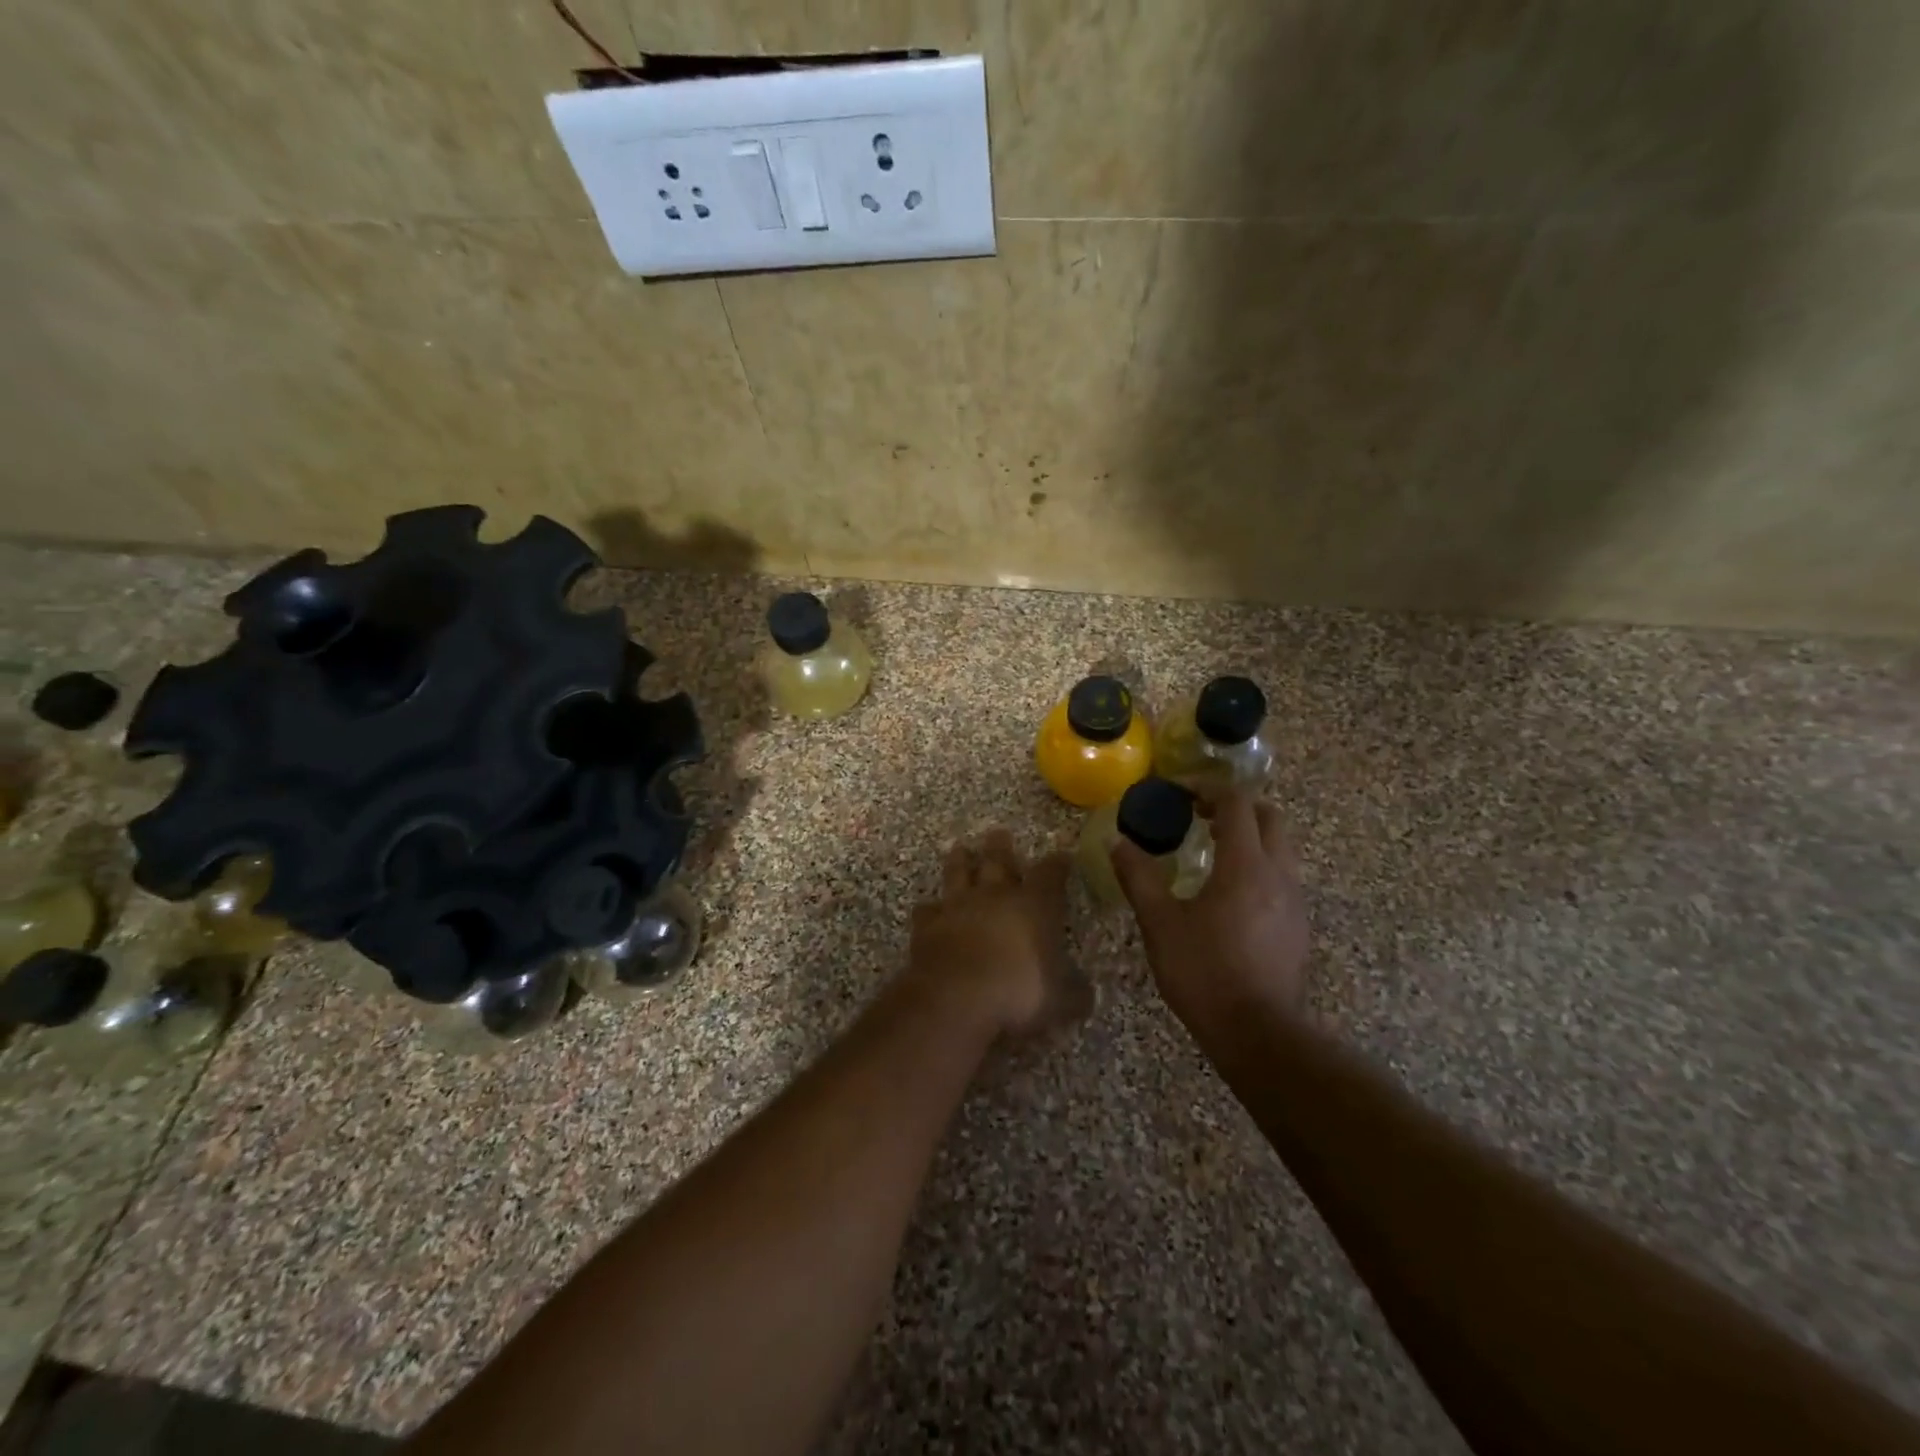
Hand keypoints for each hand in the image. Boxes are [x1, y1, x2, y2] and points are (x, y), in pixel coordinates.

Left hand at [908, 829, 1090, 1039]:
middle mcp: (995, 896)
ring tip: (960, 849)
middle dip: (1001, 847)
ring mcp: (958, 907)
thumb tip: (1083, 993)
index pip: (1050, 874)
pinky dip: (930, 908)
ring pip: (959, 874)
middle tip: (999, 833)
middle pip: (998, 861)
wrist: (955, 997)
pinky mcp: (928, 926)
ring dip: (960, 861)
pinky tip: (929, 908)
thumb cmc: (1018, 992)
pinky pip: (928, 910)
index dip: (1058, 864)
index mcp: (1034, 905)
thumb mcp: (1062, 1000)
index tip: (1062, 856)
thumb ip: (1075, 992)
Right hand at [1112, 790, 1309, 1033]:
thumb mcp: (1160, 923)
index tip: (1181, 794)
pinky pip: (1282, 878)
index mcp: (1245, 865)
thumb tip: (1117, 843)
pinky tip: (1230, 895)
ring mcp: (1294, 901)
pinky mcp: (1298, 927)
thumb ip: (1139, 877)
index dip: (1209, 790)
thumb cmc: (1204, 972)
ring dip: (1250, 838)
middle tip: (1201, 817)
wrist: (1258, 1033)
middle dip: (1237, 808)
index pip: (1237, 804)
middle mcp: (1278, 874)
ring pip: (1280, 849)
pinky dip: (1259, 867)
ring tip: (1213, 853)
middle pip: (1269, 818)